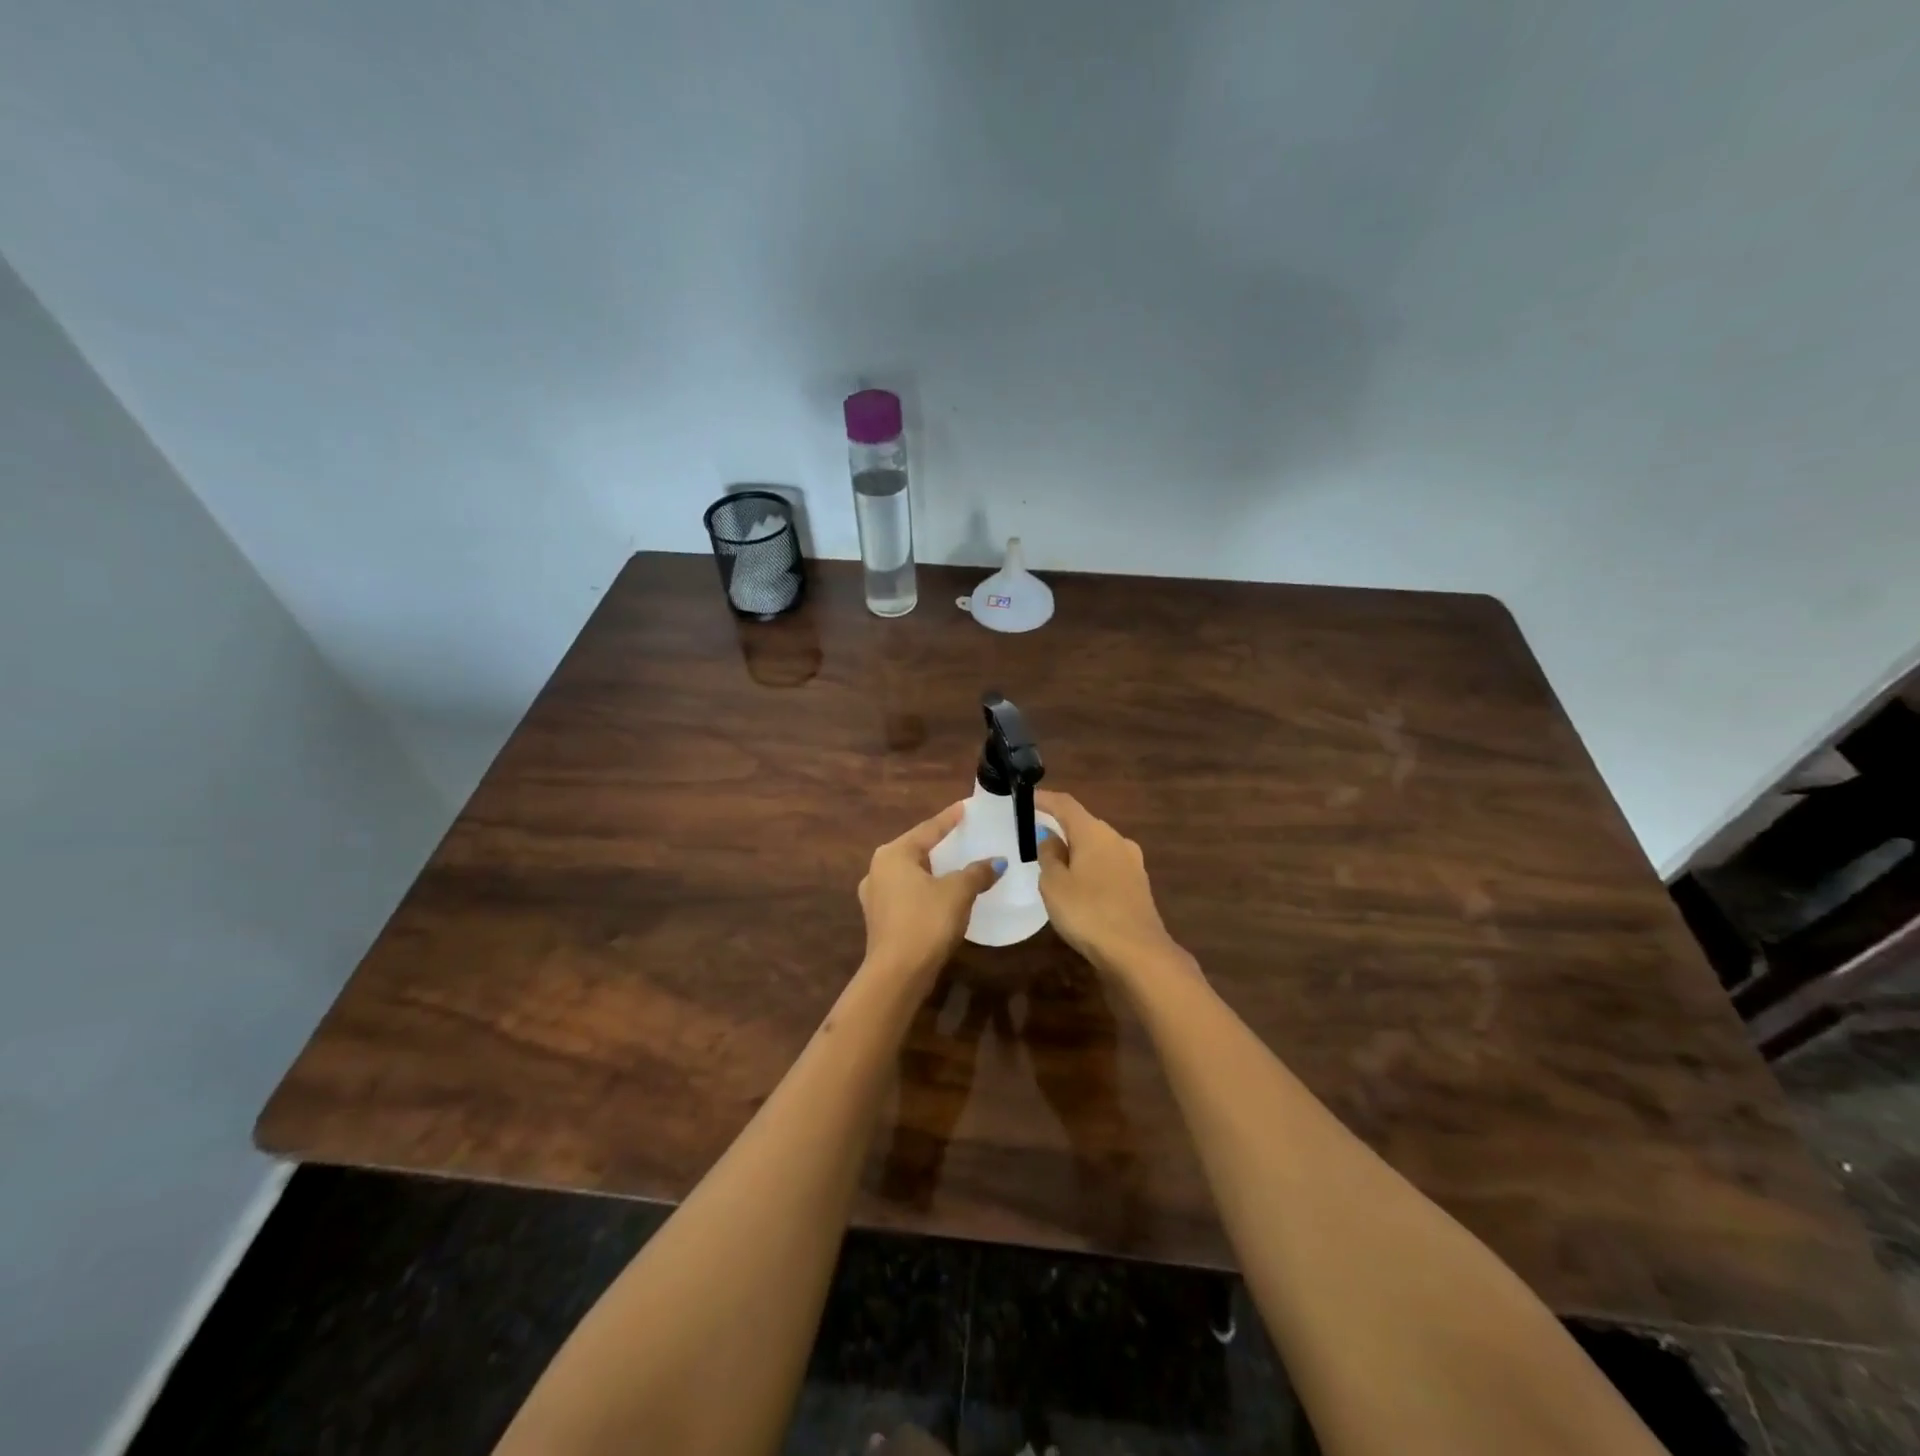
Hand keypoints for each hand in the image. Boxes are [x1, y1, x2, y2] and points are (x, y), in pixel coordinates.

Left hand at [858, 803, 1000, 983]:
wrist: (897, 973)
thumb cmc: (926, 921)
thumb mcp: (958, 892)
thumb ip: (977, 872)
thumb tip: (997, 862)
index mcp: (894, 853)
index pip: (928, 829)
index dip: (949, 818)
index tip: (965, 806)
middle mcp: (878, 868)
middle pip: (915, 848)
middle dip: (938, 842)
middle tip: (961, 833)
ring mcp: (874, 895)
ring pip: (909, 872)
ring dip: (931, 868)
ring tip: (952, 862)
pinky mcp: (879, 918)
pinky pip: (906, 892)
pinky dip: (924, 888)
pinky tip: (938, 893)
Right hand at [1035, 791, 1185, 976]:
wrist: (1138, 952)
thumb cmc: (1088, 912)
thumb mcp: (1054, 884)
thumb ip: (1049, 855)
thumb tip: (1051, 837)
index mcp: (1093, 832)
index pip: (1066, 804)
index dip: (1045, 799)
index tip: (1027, 798)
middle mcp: (1116, 839)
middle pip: (1084, 824)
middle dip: (1061, 827)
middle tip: (1037, 835)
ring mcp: (1132, 862)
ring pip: (1097, 846)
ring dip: (1077, 850)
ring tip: (1055, 863)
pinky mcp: (1138, 884)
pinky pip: (1108, 865)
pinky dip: (1090, 868)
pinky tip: (1080, 886)